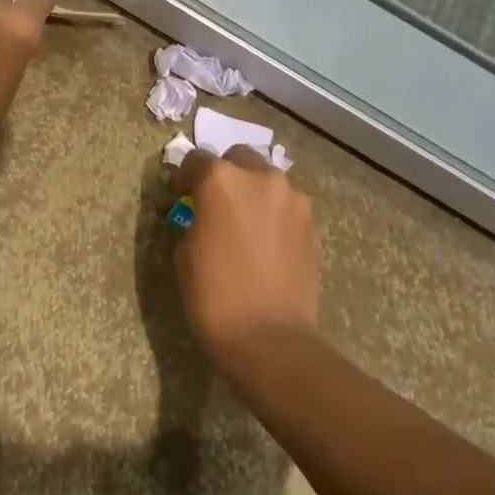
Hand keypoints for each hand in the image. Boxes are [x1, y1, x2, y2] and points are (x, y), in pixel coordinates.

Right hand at [171, 146, 323, 373]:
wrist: (269, 336)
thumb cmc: (213, 293)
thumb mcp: (185, 251)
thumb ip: (196, 218)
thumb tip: (205, 215)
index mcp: (221, 179)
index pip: (195, 160)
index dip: (185, 179)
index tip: (182, 198)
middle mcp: (260, 178)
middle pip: (239, 158)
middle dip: (226, 175)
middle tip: (217, 206)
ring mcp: (293, 200)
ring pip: (267, 181)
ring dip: (254, 193)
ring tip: (245, 226)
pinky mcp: (312, 225)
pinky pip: (287, 207)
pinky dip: (274, 215)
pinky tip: (266, 244)